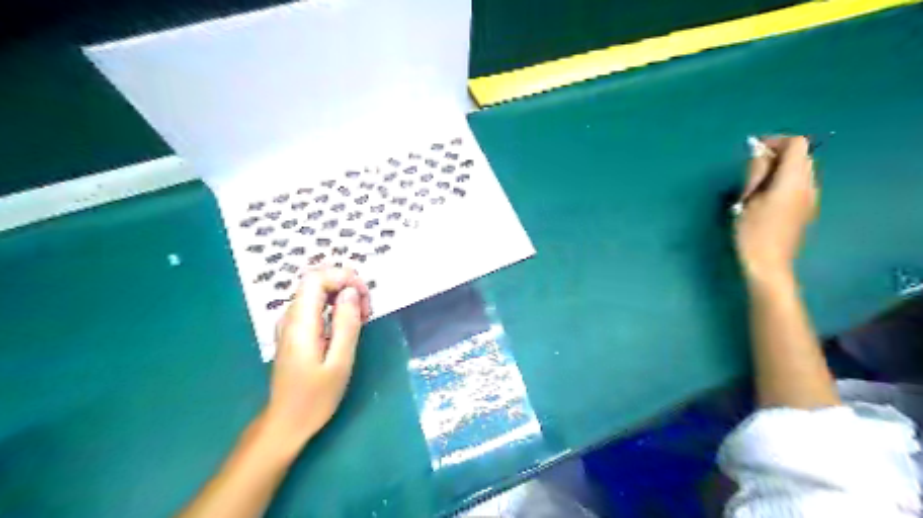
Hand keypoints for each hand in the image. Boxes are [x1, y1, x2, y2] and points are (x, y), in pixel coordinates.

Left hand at [259, 265, 367, 455]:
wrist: (286, 422)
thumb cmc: (315, 397)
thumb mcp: (339, 363)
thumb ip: (346, 324)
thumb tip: (352, 292)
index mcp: (300, 323)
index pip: (316, 278)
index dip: (343, 278)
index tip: (365, 297)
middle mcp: (290, 317)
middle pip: (316, 281)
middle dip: (346, 286)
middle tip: (367, 310)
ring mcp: (289, 323)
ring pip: (316, 292)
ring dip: (342, 296)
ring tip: (362, 318)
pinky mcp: (294, 331)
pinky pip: (314, 306)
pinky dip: (334, 307)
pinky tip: (347, 325)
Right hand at [732, 135, 817, 281]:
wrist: (768, 264)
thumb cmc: (752, 232)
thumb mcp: (747, 199)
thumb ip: (756, 172)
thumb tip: (758, 151)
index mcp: (794, 180)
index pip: (796, 144)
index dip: (775, 141)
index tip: (753, 150)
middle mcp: (809, 185)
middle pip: (801, 156)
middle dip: (777, 154)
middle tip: (750, 169)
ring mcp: (810, 198)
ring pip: (800, 170)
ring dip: (780, 168)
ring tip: (755, 184)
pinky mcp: (806, 209)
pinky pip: (799, 184)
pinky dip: (783, 181)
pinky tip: (765, 197)